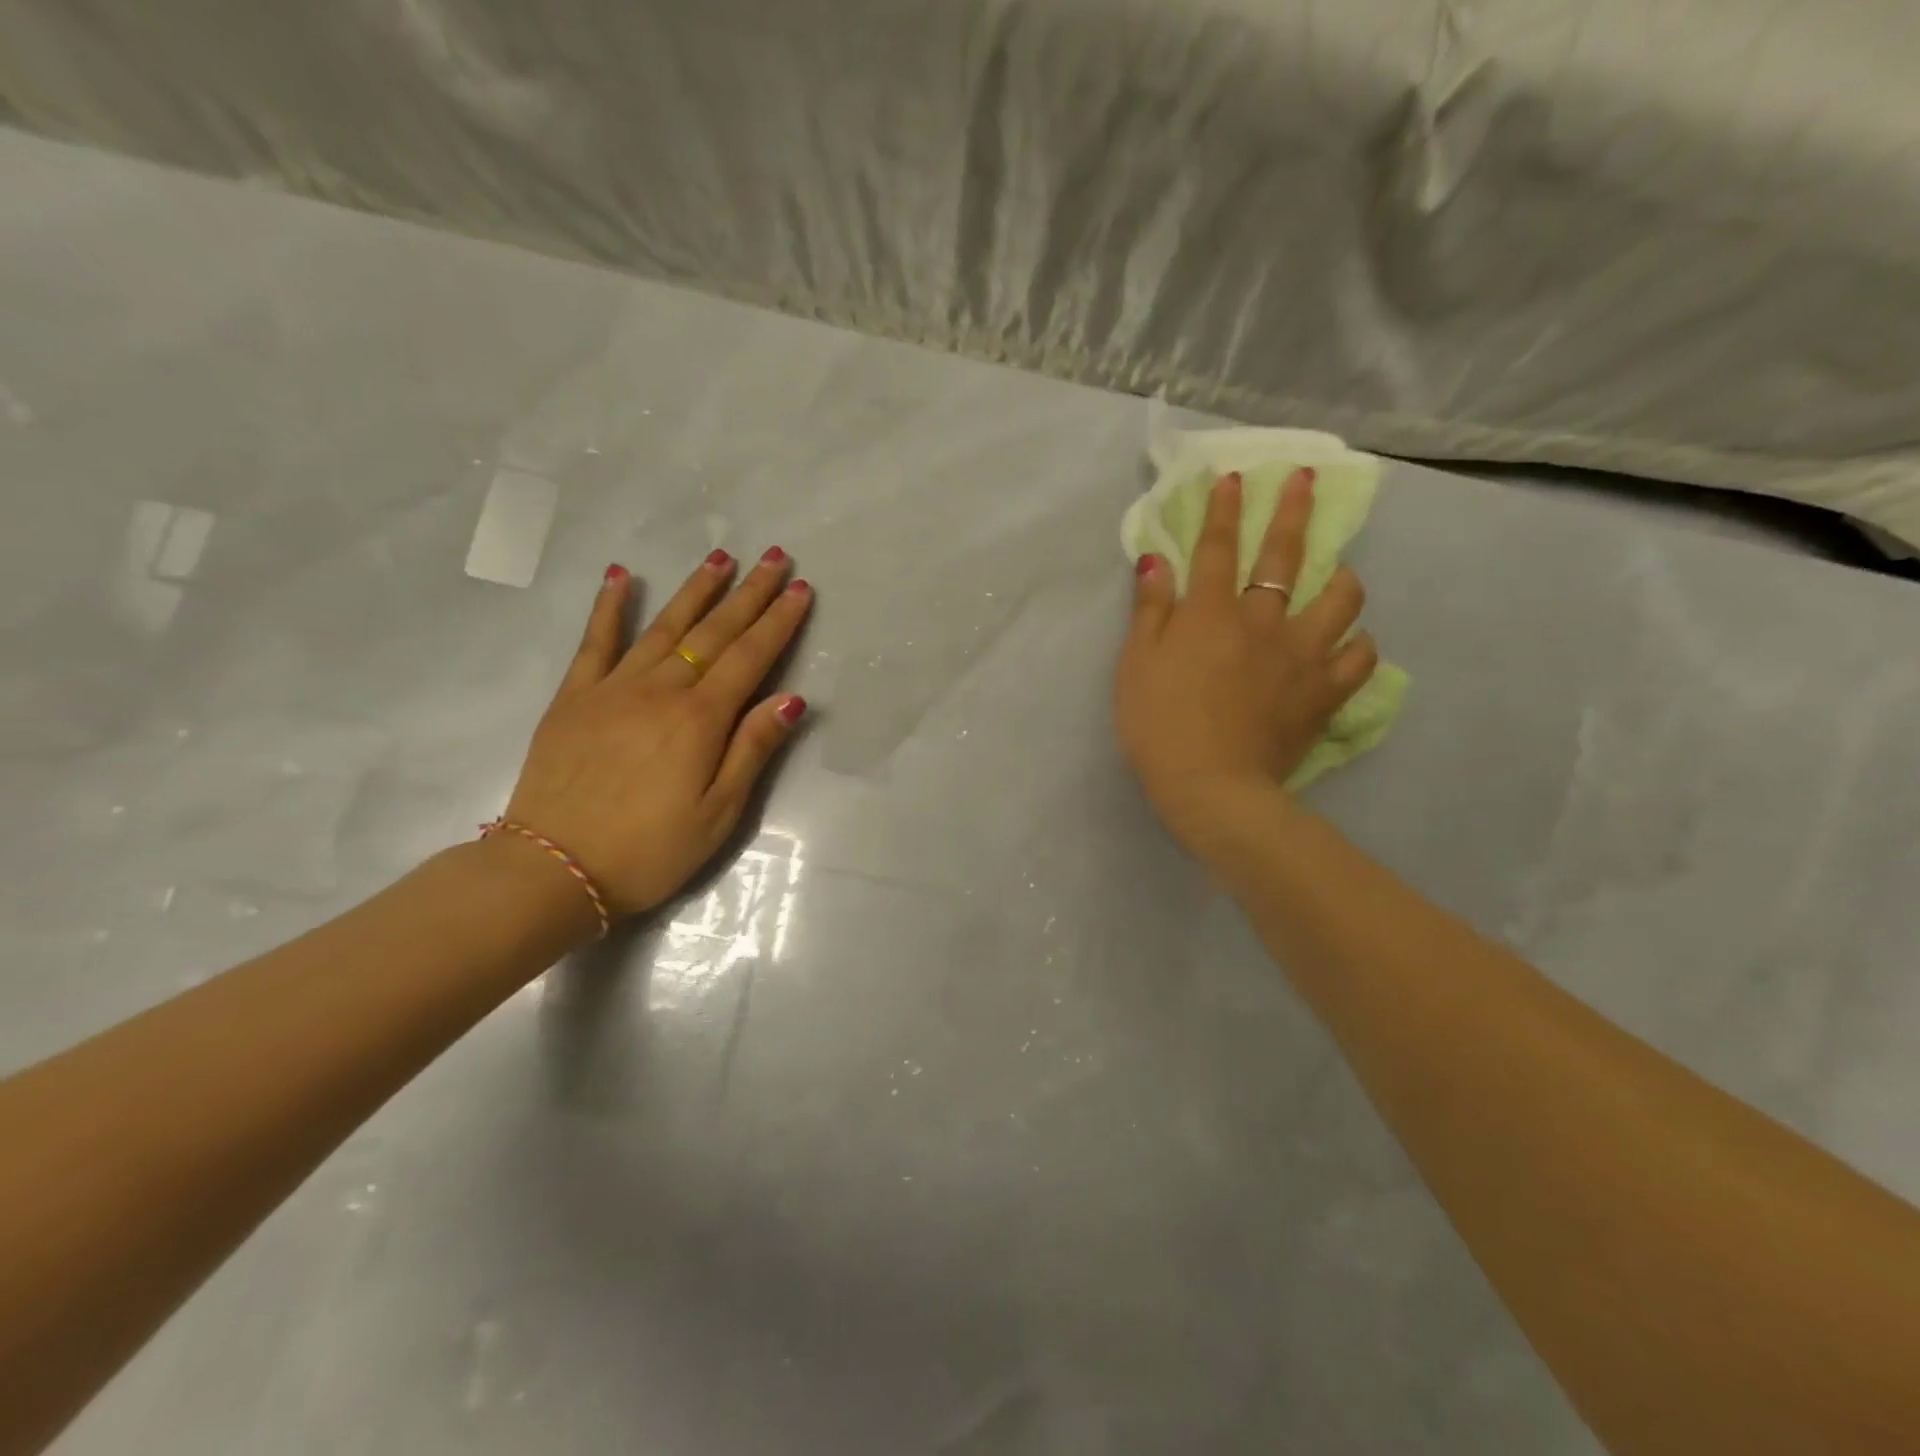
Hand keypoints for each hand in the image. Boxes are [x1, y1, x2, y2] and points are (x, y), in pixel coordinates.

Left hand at [502, 548, 811, 918]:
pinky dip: (608, 606)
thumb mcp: (719, 814)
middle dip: (750, 593)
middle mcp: (660, 690)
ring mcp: (613, 688)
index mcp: (700, 719)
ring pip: (664, 626)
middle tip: (776, 557)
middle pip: (714, 632)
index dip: (779, 621)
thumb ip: (752, 750)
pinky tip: (620, 575)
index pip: (751, 657)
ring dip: (696, 589)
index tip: (801, 588)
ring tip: (721, 557)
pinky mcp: (574, 697)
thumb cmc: (649, 851)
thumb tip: (791, 699)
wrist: (553, 870)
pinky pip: (595, 641)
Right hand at [1116, 469, 1376, 858]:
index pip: (1217, 547)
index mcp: (1210, 613)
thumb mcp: (1136, 664)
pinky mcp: (1323, 692)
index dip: (1224, 509)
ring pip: (1340, 600)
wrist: (1210, 786)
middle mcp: (1262, 621)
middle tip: (1304, 479)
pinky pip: (1358, 658)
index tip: (1233, 477)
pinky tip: (1352, 643)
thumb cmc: (1159, 724)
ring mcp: (1300, 655)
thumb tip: (1156, 559)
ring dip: (1341, 577)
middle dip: (1291, 511)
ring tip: (1340, 572)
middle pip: (1282, 556)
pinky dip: (1359, 645)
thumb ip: (1150, 609)